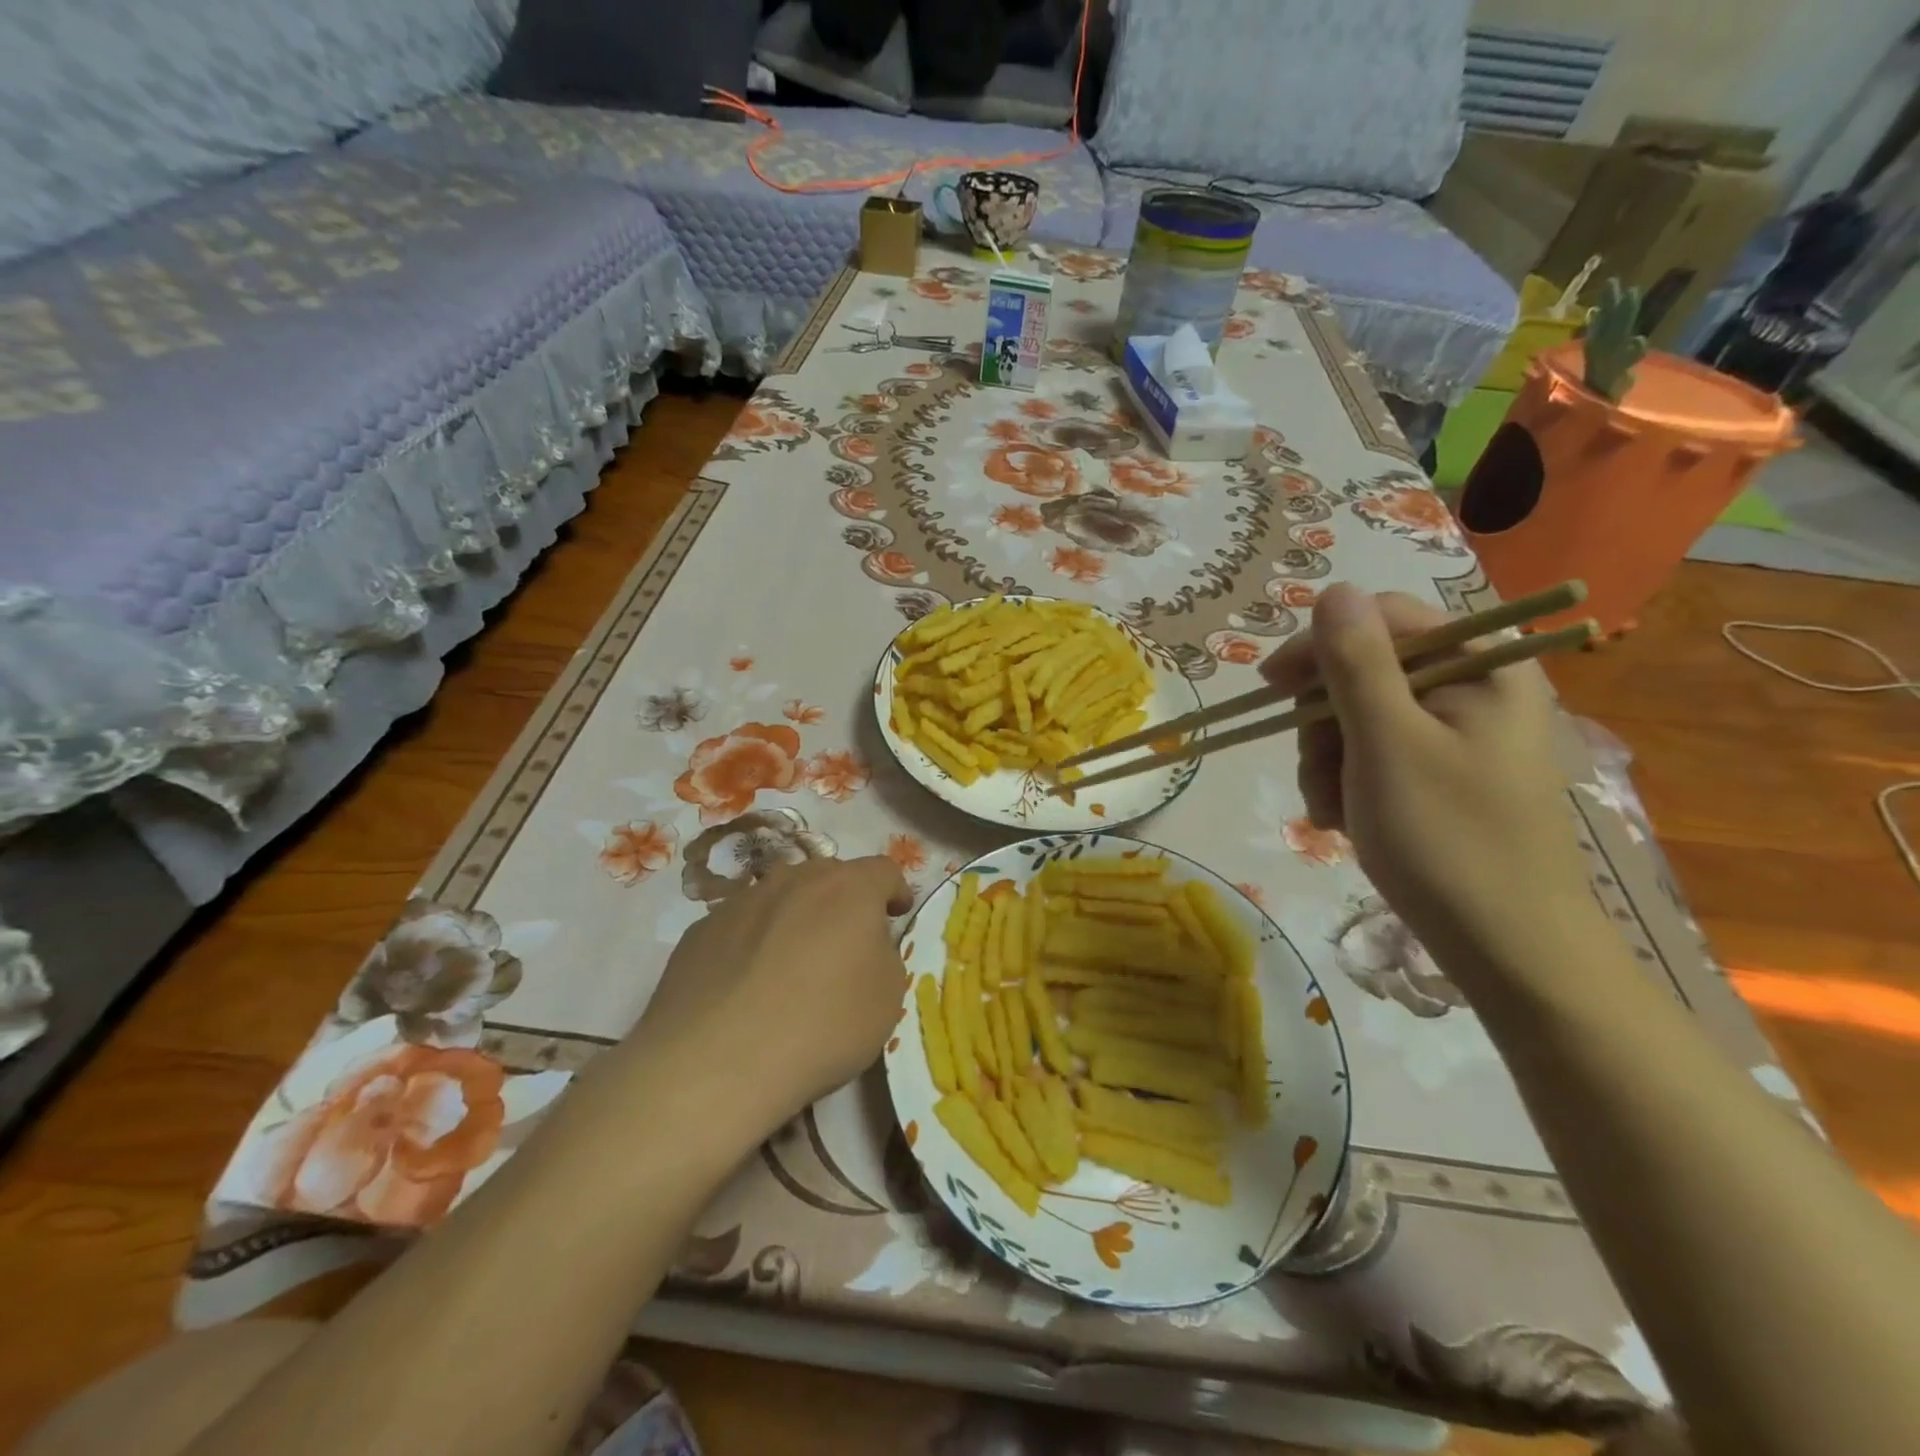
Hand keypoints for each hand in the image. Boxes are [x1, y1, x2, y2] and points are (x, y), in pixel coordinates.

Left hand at [627, 857, 914, 1127]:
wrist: (717, 1062)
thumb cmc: (822, 1025)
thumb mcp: (887, 997)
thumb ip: (883, 955)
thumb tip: (864, 946)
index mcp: (848, 888)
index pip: (884, 871)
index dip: (895, 891)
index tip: (896, 916)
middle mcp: (794, 879)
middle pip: (828, 877)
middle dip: (842, 903)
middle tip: (845, 945)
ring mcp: (741, 901)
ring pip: (780, 898)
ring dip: (794, 920)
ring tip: (791, 968)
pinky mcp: (700, 931)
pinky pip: (740, 927)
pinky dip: (752, 945)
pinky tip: (745, 988)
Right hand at [1260, 584, 1595, 978]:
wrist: (1508, 949)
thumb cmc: (1447, 840)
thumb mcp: (1387, 744)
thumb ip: (1356, 662)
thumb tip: (1334, 590)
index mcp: (1482, 666)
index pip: (1382, 619)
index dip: (1321, 646)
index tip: (1271, 688)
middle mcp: (1475, 689)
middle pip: (1365, 670)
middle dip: (1325, 722)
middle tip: (1320, 773)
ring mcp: (1459, 735)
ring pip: (1359, 717)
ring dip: (1330, 760)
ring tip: (1333, 811)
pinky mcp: (1444, 773)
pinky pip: (1375, 754)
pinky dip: (1348, 783)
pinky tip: (1347, 820)